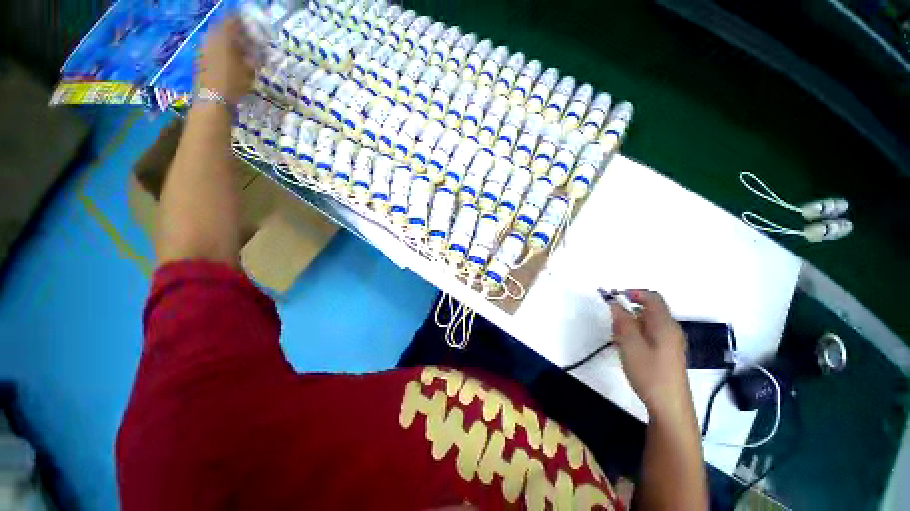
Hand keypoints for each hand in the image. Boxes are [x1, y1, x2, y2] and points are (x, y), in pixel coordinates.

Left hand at [196, 17, 254, 104]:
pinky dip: (222, 50)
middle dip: (234, 31)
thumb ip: (252, 58)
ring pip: (217, 38)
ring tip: (240, 50)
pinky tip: (230, 59)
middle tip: (246, 38)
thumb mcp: (249, 71)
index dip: (242, 20)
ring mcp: (203, 48)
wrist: (212, 99)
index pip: (232, 19)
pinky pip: (213, 47)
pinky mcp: (200, 58)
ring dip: (228, 41)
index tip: (251, 24)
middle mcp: (211, 37)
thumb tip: (254, 53)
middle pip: (223, 27)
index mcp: (224, 36)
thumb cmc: (234, 83)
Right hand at [611, 291, 693, 420]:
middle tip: (614, 327)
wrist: (670, 408)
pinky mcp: (668, 354)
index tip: (613, 298)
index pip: (651, 298)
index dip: (632, 293)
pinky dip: (636, 335)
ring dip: (630, 325)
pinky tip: (628, 350)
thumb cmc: (649, 374)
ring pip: (647, 324)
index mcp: (664, 325)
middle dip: (628, 313)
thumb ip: (622, 321)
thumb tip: (614, 303)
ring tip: (618, 341)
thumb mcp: (630, 345)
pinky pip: (650, 335)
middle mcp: (671, 330)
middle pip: (648, 310)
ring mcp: (671, 343)